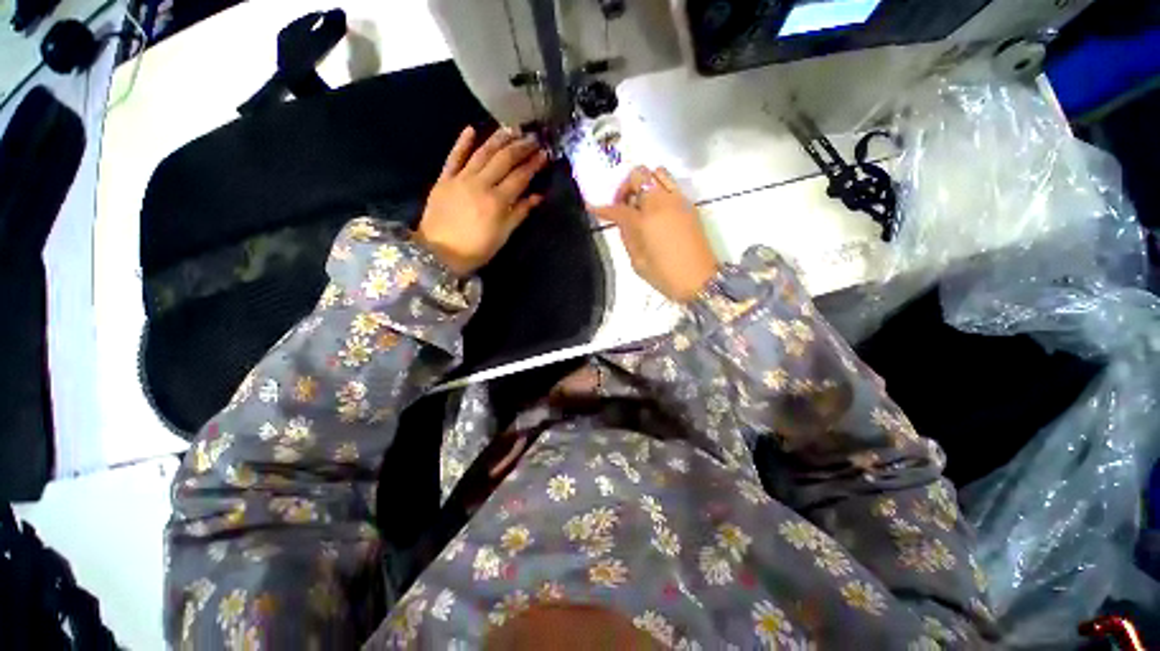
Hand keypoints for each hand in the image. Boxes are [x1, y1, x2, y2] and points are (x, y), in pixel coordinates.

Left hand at [417, 126, 548, 275]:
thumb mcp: (503, 235)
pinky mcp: (444, 179)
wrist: (438, 253)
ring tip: (512, 129)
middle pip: (503, 160)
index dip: (534, 164)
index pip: (520, 177)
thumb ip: (520, 213)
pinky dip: (462, 142)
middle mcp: (480, 184)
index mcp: (497, 201)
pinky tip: (471, 129)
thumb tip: (538, 196)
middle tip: (533, 137)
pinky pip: (454, 157)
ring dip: (498, 139)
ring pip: (482, 153)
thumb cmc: (476, 249)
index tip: (545, 154)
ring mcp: (460, 179)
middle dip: (520, 147)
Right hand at [590, 166, 718, 301]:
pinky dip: (658, 189)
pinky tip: (654, 210)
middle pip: (639, 175)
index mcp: (645, 220)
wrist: (700, 280)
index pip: (618, 207)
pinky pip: (671, 185)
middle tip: (622, 205)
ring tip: (640, 204)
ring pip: (657, 172)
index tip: (593, 207)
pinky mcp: (689, 205)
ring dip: (644, 183)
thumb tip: (622, 221)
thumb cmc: (665, 276)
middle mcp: (661, 203)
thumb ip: (627, 237)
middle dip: (625, 187)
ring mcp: (678, 201)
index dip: (603, 208)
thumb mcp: (638, 261)